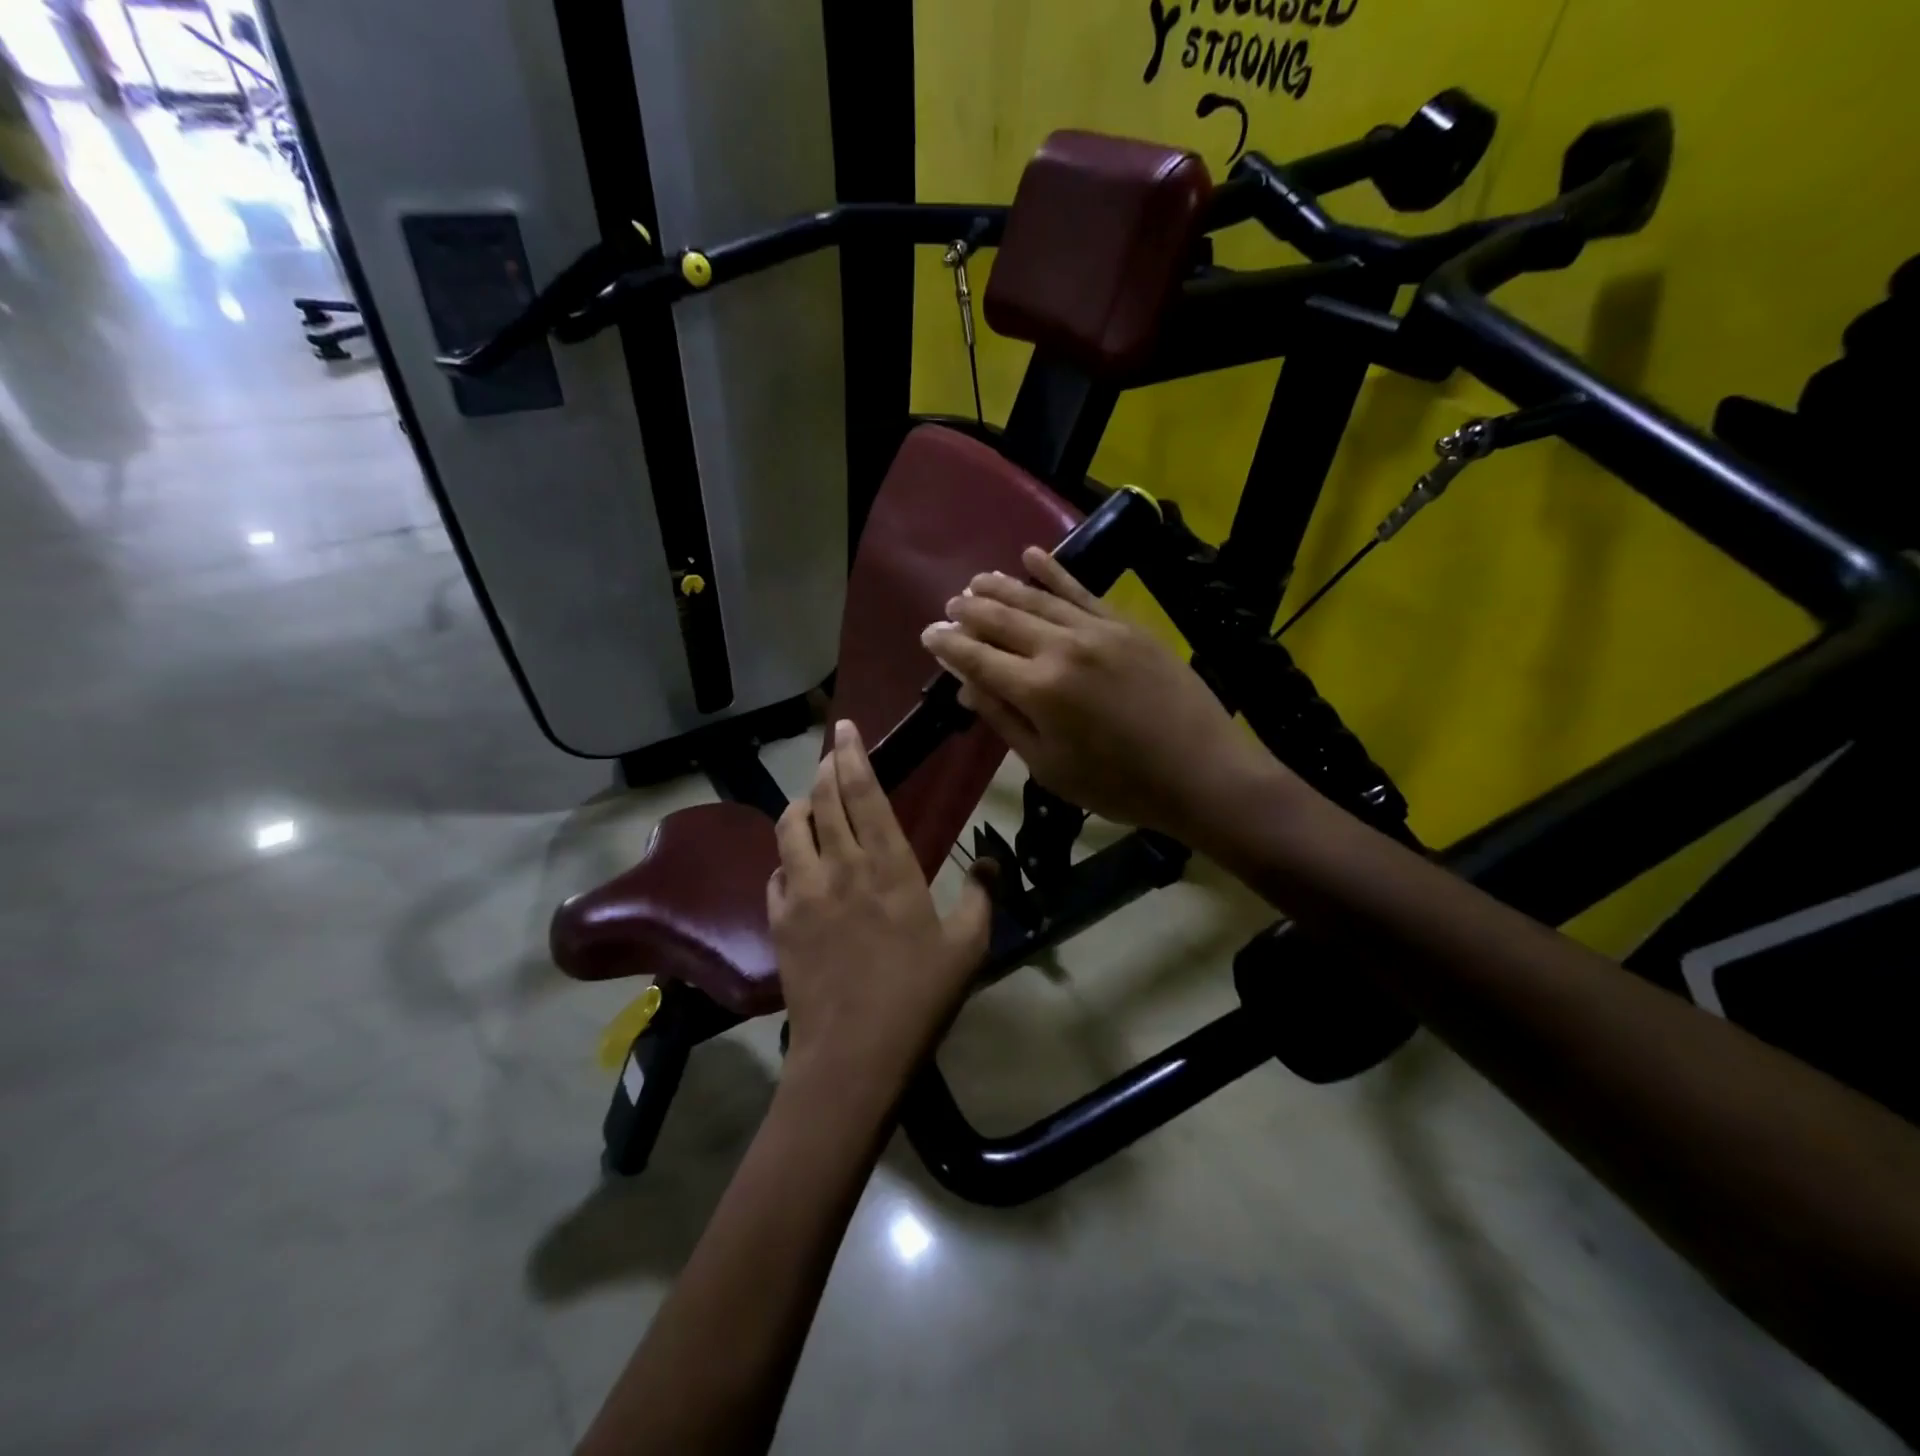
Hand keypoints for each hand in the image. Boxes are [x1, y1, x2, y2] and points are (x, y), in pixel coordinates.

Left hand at [769, 720, 992, 1098]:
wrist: (854, 1054)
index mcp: (889, 866)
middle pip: (825, 800)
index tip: (845, 729)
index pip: (865, 794)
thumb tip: (990, 862)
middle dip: (826, 768)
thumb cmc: (919, 997)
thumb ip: (981, 896)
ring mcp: (803, 894)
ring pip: (790, 829)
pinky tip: (796, 865)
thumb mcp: (968, 947)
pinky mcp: (779, 922)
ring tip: (810, 800)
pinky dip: (786, 858)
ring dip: (800, 805)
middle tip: (830, 752)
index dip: (853, 756)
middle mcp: (840, 868)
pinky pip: (776, 874)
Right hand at [920, 547, 1284, 842]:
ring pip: (1037, 598)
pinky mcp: (1126, 625)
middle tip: (950, 606)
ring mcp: (1097, 630)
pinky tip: (1031, 555)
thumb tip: (967, 689)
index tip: (929, 635)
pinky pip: (1081, 590)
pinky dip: (1053, 572)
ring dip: (1001, 587)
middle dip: (970, 611)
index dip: (948, 646)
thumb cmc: (1119, 785)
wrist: (1202, 772)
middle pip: (1002, 620)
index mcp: (1038, 691)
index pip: (977, 658)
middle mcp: (1061, 648)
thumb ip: (1006, 721)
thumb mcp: (1050, 767)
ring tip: (976, 581)